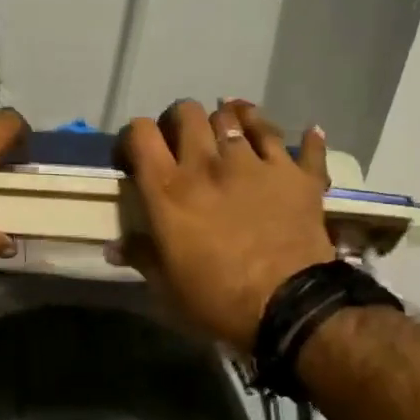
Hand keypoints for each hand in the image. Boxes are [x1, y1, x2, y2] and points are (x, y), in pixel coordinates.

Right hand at [112, 100, 333, 351]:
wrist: (289, 307)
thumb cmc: (217, 298)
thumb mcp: (166, 286)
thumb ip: (141, 256)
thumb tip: (113, 247)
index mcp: (169, 189)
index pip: (141, 133)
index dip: (134, 137)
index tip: (136, 156)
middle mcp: (208, 163)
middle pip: (188, 112)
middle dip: (180, 120)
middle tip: (182, 142)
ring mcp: (256, 164)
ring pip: (238, 115)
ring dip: (232, 119)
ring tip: (233, 131)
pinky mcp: (297, 175)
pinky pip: (303, 144)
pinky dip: (305, 138)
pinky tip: (306, 133)